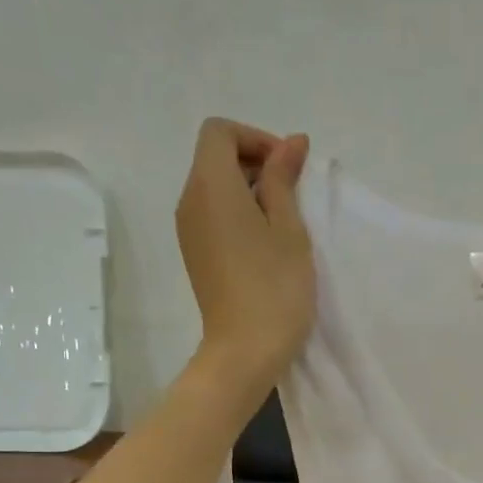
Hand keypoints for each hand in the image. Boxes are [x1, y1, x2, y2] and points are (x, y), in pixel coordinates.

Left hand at [175, 118, 315, 388]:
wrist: (244, 351)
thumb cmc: (275, 287)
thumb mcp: (289, 229)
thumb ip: (285, 179)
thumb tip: (290, 142)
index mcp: (210, 185)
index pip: (220, 132)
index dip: (256, 139)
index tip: (288, 169)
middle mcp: (190, 201)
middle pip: (214, 158)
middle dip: (254, 163)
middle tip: (293, 195)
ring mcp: (188, 232)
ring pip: (214, 188)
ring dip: (248, 191)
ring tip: (283, 223)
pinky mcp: (195, 256)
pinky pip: (212, 216)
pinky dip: (237, 214)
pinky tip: (265, 245)